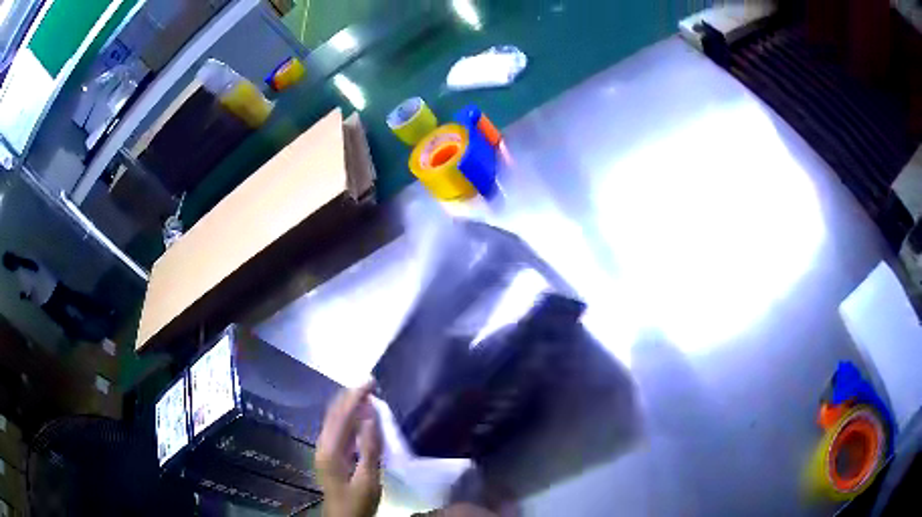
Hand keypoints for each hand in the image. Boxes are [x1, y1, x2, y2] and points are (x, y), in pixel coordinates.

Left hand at [317, 382, 382, 516]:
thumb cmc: (357, 503)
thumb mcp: (368, 479)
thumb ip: (369, 448)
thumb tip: (371, 416)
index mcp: (330, 451)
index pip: (341, 416)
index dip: (355, 397)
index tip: (370, 382)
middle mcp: (323, 446)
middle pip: (334, 414)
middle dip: (350, 396)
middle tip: (369, 383)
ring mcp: (324, 451)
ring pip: (334, 420)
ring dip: (348, 405)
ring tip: (366, 393)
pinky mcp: (329, 456)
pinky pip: (337, 429)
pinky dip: (348, 417)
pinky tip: (359, 417)